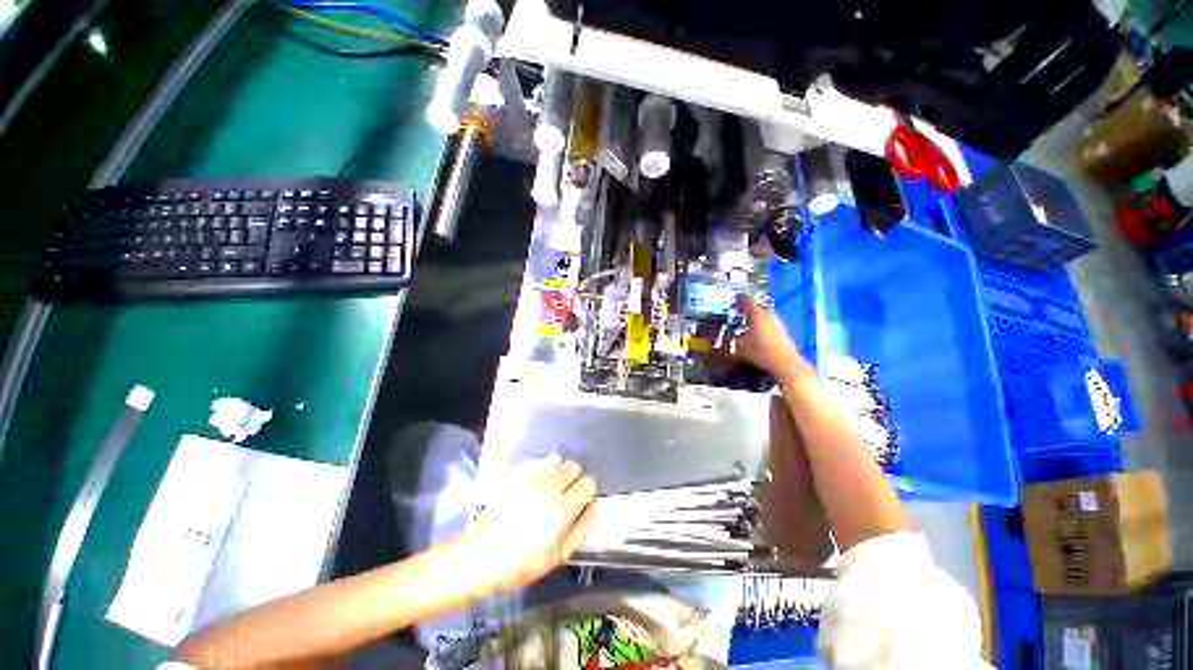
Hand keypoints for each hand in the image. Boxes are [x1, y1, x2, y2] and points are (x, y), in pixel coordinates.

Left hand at [464, 456, 596, 593]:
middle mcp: (550, 487)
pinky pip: (539, 461)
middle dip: (574, 479)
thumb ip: (580, 528)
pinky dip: (543, 468)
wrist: (480, 555)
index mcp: (562, 509)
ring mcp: (531, 478)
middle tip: (566, 494)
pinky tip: (536, 484)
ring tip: (551, 487)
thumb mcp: (557, 557)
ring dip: (559, 471)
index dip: (587, 492)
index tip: (580, 501)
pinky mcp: (517, 474)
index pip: (588, 484)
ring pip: (558, 459)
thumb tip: (592, 506)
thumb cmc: (520, 563)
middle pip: (575, 467)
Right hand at [732, 294, 814, 385]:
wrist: (784, 363)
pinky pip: (769, 325)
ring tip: (745, 326)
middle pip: (756, 307)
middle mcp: (768, 314)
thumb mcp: (739, 346)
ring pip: (763, 316)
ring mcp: (777, 322)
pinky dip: (761, 327)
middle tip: (737, 314)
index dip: (739, 298)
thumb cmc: (760, 351)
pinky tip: (756, 336)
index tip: (734, 299)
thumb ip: (731, 340)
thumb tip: (727, 338)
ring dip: (754, 319)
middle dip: (747, 310)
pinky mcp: (782, 332)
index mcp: (756, 313)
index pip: (747, 299)